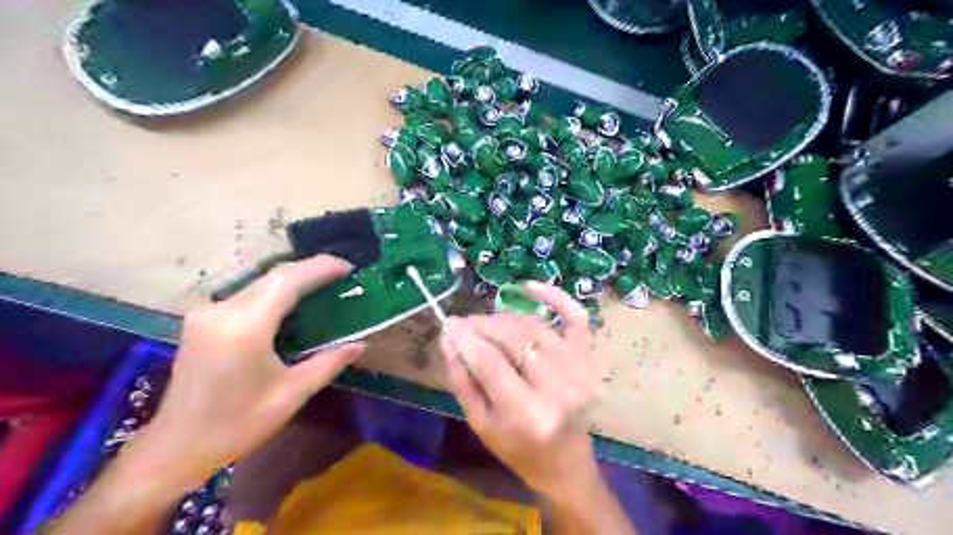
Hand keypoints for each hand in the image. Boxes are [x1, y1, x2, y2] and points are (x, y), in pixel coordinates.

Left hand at [128, 255, 363, 493]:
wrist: (175, 449)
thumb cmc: (237, 425)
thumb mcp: (291, 395)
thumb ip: (328, 363)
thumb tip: (360, 344)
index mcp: (245, 327)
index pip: (287, 280)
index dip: (320, 268)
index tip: (348, 268)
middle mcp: (222, 311)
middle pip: (273, 275)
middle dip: (310, 269)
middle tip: (341, 275)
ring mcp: (207, 313)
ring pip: (259, 281)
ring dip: (292, 279)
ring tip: (323, 284)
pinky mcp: (202, 320)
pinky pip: (246, 294)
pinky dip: (274, 291)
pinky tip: (292, 301)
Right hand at [440, 282, 593, 498]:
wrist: (565, 462)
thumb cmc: (517, 449)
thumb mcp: (479, 423)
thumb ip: (462, 379)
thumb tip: (448, 337)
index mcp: (528, 413)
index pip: (490, 361)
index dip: (466, 338)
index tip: (448, 325)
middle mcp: (559, 387)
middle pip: (513, 337)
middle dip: (482, 325)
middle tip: (464, 324)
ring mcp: (580, 369)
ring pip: (534, 325)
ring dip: (505, 317)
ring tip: (486, 323)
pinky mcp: (590, 358)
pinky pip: (575, 316)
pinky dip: (555, 296)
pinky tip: (527, 286)